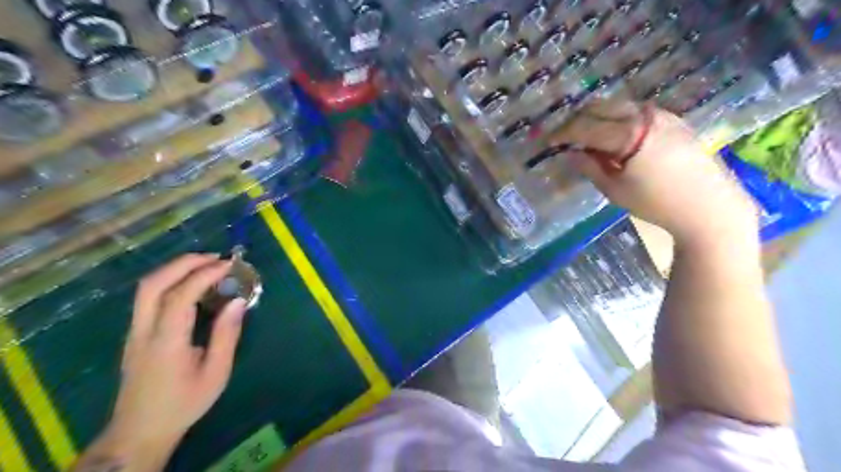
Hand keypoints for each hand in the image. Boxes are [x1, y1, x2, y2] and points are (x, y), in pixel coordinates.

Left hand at [76, 255, 246, 471]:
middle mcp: (143, 331)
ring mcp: (134, 332)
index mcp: (166, 342)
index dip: (204, 275)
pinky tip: (190, 284)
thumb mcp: (216, 373)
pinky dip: (170, 281)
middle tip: (215, 258)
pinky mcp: (135, 334)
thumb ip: (226, 335)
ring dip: (174, 269)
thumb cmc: (184, 403)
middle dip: (183, 263)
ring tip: (205, 265)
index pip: (180, 296)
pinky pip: (148, 297)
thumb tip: (238, 301)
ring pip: (145, 288)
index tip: (229, 265)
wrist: (140, 430)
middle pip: (153, 284)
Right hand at [557, 102, 758, 245]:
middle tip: (564, 136)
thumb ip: (590, 167)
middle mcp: (645, 116)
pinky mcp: (674, 120)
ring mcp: (662, 115)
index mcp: (628, 135)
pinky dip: (618, 118)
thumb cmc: (656, 203)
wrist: (708, 207)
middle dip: (578, 119)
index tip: (548, 141)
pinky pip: (636, 111)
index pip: (585, 126)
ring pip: (619, 105)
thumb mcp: (615, 190)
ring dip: (597, 116)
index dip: (563, 133)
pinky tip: (614, 135)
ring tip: (586, 135)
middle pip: (600, 107)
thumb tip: (570, 153)